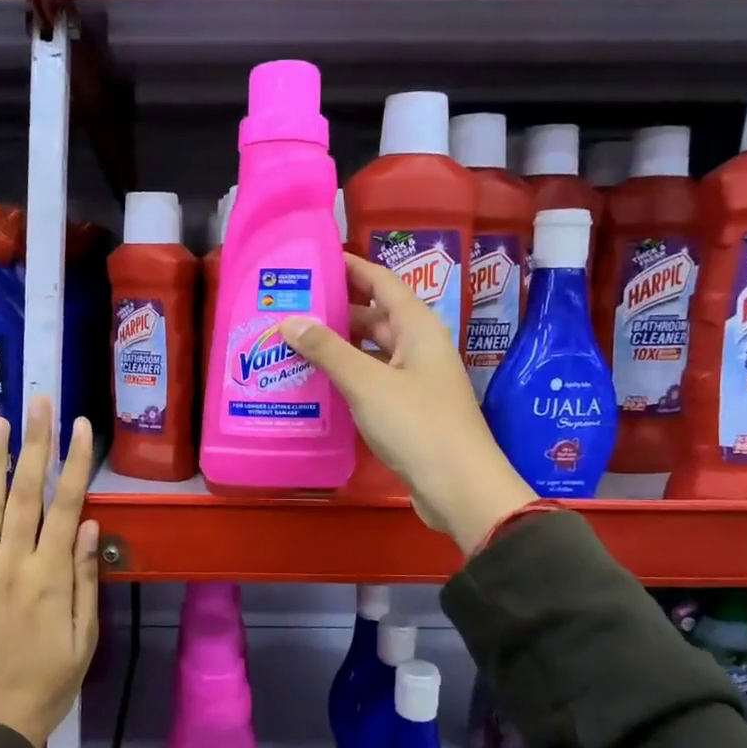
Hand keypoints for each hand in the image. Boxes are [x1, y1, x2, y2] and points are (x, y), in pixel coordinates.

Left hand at [0, 397, 100, 747]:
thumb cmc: (48, 683)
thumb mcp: (84, 638)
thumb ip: (86, 579)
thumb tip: (91, 525)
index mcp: (52, 578)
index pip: (68, 506)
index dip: (76, 463)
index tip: (82, 426)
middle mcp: (14, 565)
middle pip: (27, 494)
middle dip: (36, 444)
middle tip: (38, 402)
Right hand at [280, 253, 535, 555]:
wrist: (458, 487)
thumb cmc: (417, 425)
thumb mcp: (367, 383)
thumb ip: (327, 350)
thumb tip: (290, 320)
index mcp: (416, 327)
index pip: (380, 281)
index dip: (349, 266)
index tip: (312, 260)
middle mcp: (417, 346)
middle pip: (371, 316)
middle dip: (333, 310)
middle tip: (288, 308)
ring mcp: (413, 379)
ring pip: (369, 351)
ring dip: (335, 347)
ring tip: (291, 344)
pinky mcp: (406, 409)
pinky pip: (370, 380)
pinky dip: (344, 376)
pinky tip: (313, 383)